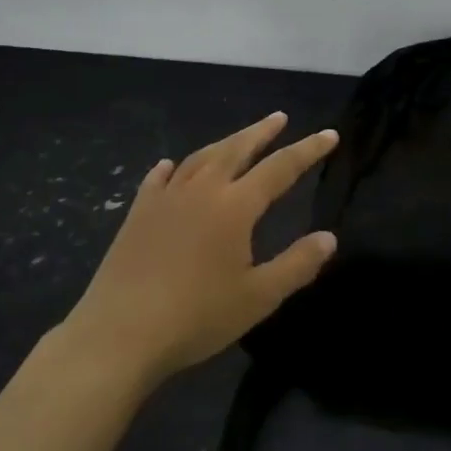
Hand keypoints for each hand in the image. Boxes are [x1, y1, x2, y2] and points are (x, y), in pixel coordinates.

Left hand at [58, 112, 338, 386]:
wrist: (121, 333)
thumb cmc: (197, 317)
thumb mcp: (258, 297)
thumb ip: (297, 264)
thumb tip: (329, 237)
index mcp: (234, 206)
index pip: (280, 168)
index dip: (307, 150)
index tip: (329, 134)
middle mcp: (201, 190)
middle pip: (236, 149)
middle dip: (262, 132)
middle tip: (280, 117)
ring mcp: (165, 199)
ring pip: (199, 158)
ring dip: (224, 143)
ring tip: (238, 138)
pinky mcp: (137, 214)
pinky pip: (158, 180)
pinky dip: (172, 168)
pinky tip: (171, 166)